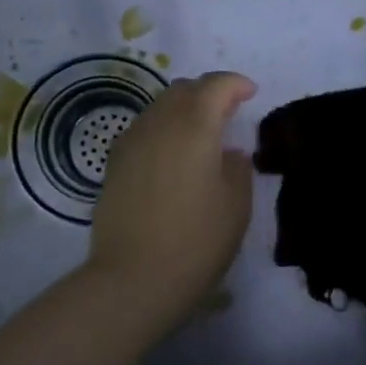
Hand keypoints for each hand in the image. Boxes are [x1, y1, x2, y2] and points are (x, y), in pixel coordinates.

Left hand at [88, 71, 255, 334]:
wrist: (133, 279)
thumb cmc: (197, 239)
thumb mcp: (237, 204)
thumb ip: (237, 167)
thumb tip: (226, 154)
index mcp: (194, 125)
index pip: (216, 85)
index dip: (236, 84)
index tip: (251, 94)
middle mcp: (159, 123)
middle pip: (183, 89)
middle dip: (208, 92)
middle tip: (228, 111)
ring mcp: (131, 142)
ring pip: (159, 108)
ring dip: (183, 110)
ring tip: (200, 135)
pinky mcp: (114, 166)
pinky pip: (143, 131)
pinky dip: (163, 131)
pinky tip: (172, 157)